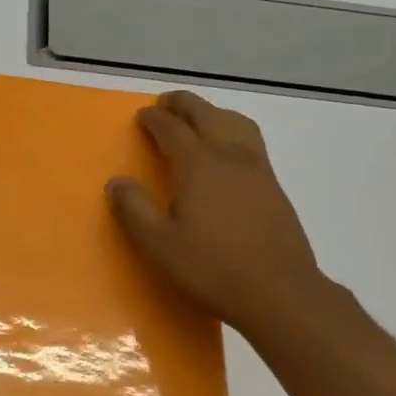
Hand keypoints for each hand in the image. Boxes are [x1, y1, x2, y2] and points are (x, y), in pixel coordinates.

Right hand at [106, 90, 327, 338]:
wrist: (278, 291)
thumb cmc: (212, 268)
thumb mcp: (159, 245)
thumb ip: (134, 210)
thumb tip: (117, 182)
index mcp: (199, 165)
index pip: (173, 129)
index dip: (154, 120)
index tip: (141, 116)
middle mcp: (230, 156)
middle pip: (206, 115)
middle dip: (184, 105)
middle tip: (166, 104)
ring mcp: (258, 169)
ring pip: (235, 123)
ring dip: (213, 112)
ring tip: (199, 119)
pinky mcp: (274, 187)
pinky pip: (251, 141)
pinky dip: (233, 130)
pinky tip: (228, 153)